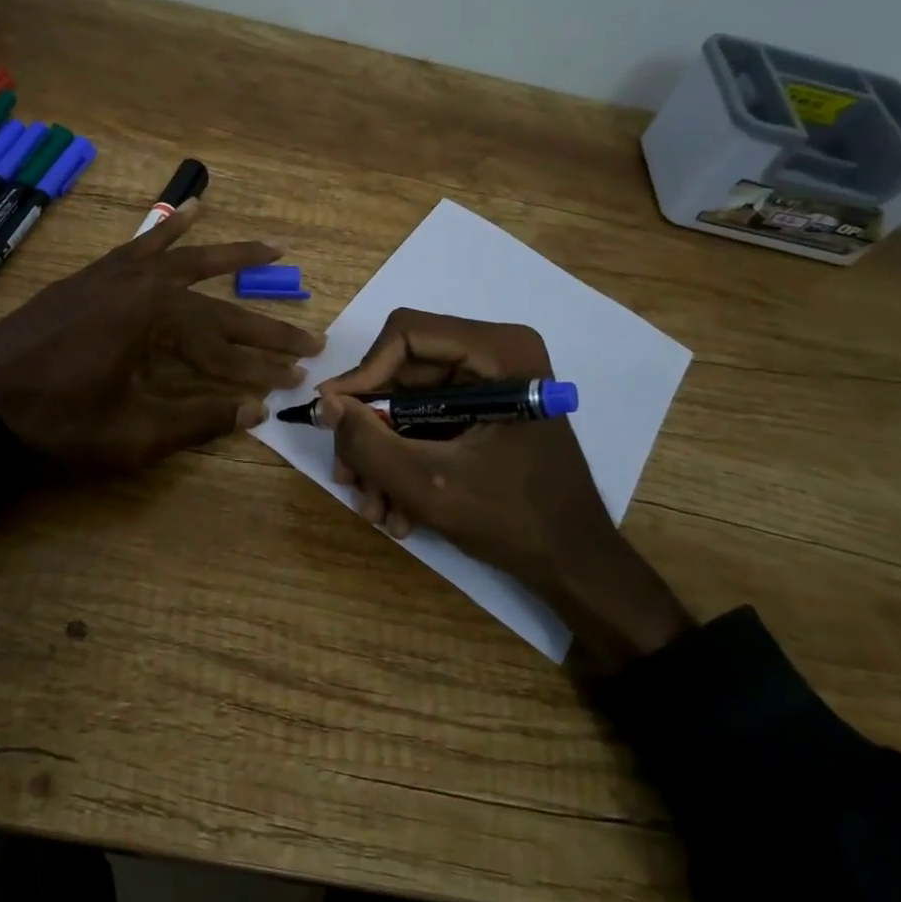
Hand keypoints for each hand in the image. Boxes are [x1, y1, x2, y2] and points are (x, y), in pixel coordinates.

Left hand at [0, 202, 323, 472]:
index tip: (298, 378)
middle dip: (263, 327)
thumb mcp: (132, 435)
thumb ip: (198, 420)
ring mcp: (113, 276)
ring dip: (229, 254)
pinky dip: (167, 231)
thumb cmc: (55, 425)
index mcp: (154, 319)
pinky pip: (140, 246)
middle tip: (310, 336)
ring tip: (273, 246)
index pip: (226, 346)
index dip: (263, 367)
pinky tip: (185, 214)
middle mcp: (142, 285)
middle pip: (216, 305)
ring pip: (184, 260)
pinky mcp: (90, 279)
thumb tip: (256, 411)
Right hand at [317, 309, 691, 673]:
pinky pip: (426, 422)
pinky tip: (398, 509)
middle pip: (401, 372)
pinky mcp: (483, 411)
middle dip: (370, 430)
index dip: (363, 374)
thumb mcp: (430, 485)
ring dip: (383, 455)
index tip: (335, 419)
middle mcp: (493, 356)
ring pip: (407, 402)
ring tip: (375, 508)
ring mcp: (488, 385)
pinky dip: (406, 460)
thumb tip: (324, 403)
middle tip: (347, 476)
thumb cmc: (516, 521)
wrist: (576, 566)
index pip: (405, 335)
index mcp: (498, 352)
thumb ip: (369, 443)